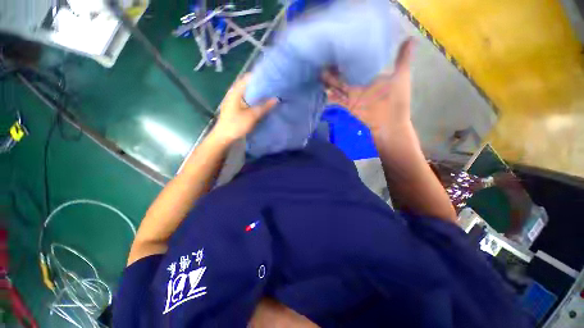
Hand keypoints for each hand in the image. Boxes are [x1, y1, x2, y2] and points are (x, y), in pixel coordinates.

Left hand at [212, 74, 277, 143]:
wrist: (223, 137)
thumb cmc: (236, 125)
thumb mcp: (252, 116)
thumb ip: (264, 107)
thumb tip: (276, 99)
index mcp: (236, 91)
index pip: (248, 78)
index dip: (260, 77)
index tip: (271, 79)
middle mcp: (234, 93)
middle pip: (249, 85)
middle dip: (260, 86)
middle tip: (273, 88)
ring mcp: (234, 100)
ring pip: (248, 93)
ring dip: (258, 94)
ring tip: (270, 94)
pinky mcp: (236, 107)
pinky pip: (247, 100)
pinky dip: (254, 100)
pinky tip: (261, 103)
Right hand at [322, 38, 414, 138]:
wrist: (390, 122)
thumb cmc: (397, 98)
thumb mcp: (402, 75)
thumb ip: (403, 58)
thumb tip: (411, 37)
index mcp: (370, 75)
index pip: (357, 63)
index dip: (349, 56)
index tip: (340, 45)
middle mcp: (360, 84)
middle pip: (345, 74)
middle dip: (335, 68)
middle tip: (324, 57)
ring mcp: (353, 95)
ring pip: (338, 86)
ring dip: (330, 81)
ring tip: (319, 72)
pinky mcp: (348, 105)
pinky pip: (337, 99)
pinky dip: (330, 96)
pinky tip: (322, 90)